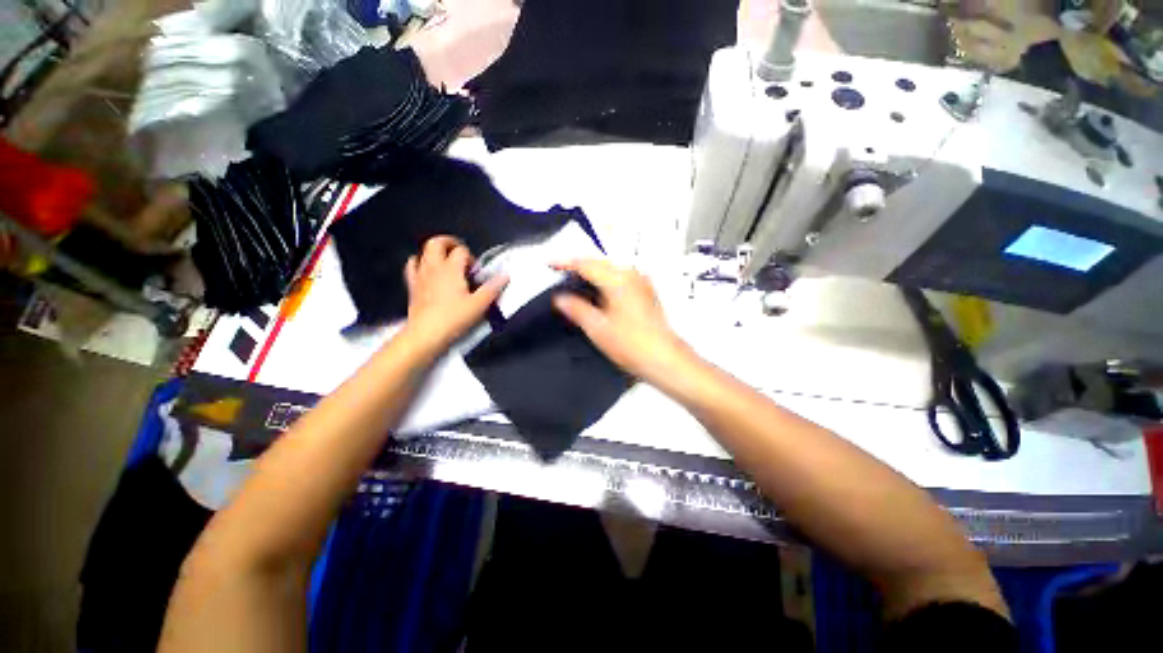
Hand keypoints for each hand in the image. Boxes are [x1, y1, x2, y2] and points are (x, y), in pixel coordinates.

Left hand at [404, 236, 506, 352]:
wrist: (425, 334)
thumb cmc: (454, 318)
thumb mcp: (479, 305)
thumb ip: (492, 288)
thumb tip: (505, 275)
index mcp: (451, 268)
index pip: (461, 251)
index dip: (471, 258)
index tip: (477, 273)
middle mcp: (433, 267)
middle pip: (437, 243)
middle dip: (450, 243)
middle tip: (461, 254)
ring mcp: (420, 275)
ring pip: (423, 252)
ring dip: (435, 253)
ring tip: (446, 263)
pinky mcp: (412, 286)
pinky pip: (412, 266)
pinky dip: (420, 263)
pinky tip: (427, 271)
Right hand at [552, 259, 690, 381]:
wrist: (663, 358)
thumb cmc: (634, 345)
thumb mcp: (597, 328)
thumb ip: (576, 308)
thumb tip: (561, 298)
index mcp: (617, 280)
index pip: (585, 263)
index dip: (565, 262)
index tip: (550, 263)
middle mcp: (632, 275)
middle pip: (599, 262)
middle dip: (578, 265)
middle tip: (560, 272)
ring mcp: (641, 282)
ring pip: (610, 268)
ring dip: (592, 272)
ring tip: (575, 281)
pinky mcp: (646, 291)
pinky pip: (621, 277)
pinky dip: (606, 279)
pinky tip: (599, 291)